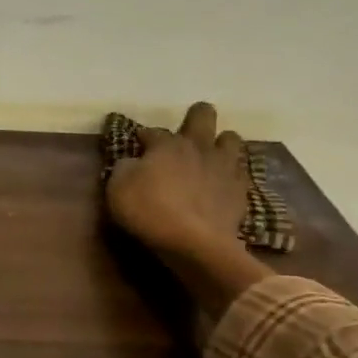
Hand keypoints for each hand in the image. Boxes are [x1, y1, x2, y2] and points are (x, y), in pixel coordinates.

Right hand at [105, 102, 271, 328]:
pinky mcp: (240, 190)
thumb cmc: (150, 211)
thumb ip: (125, 168)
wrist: (194, 242)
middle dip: (194, 117)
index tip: (138, 144)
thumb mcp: (118, 187)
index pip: (153, 131)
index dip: (144, 136)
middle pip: (203, 115)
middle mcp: (199, 147)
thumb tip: (132, 161)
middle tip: (184, 134)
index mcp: (168, 144)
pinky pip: (239, 172)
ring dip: (220, 143)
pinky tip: (221, 185)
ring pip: (231, 138)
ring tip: (209, 158)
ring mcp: (224, 167)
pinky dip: (229, 175)